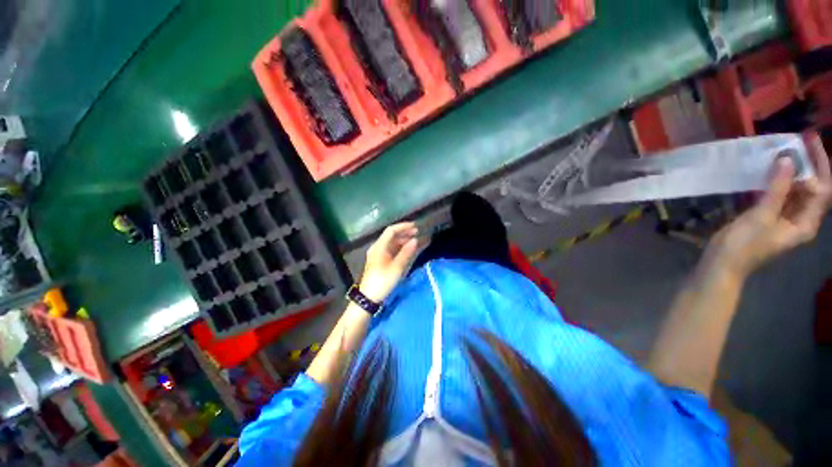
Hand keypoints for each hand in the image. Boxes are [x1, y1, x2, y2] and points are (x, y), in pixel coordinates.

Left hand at [359, 222, 419, 302]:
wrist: (369, 297)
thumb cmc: (382, 281)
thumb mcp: (396, 267)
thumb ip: (406, 252)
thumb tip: (415, 240)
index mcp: (379, 246)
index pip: (391, 230)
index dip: (403, 227)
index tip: (416, 226)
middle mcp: (378, 247)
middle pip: (392, 236)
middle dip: (405, 233)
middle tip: (418, 233)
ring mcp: (379, 254)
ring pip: (392, 243)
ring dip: (404, 240)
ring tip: (416, 240)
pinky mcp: (381, 261)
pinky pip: (392, 250)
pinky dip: (401, 248)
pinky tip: (409, 249)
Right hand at [711, 133, 831, 275]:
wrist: (722, 263)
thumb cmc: (745, 244)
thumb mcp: (762, 217)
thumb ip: (777, 189)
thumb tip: (788, 159)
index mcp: (805, 223)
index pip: (822, 189)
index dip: (819, 163)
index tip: (809, 139)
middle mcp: (800, 219)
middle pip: (812, 188)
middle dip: (808, 164)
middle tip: (797, 141)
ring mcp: (784, 218)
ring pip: (796, 190)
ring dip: (792, 171)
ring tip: (783, 151)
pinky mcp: (769, 217)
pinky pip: (780, 195)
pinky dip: (778, 181)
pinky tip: (770, 170)